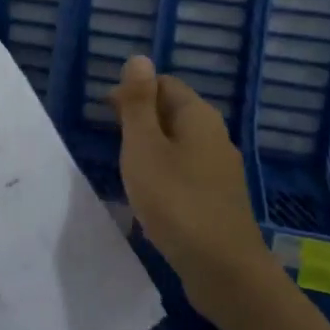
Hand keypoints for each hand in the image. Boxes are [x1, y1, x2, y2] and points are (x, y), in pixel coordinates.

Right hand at [109, 56, 272, 319]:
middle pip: (174, 113)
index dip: (134, 92)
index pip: (164, 84)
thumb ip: (140, 103)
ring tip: (126, 169)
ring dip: (152, 150)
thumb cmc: (176, 201)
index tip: (106, 113)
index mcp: (198, 116)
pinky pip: (187, 173)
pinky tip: (151, 198)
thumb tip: (139, 58)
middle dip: (142, 119)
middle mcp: (215, 136)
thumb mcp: (145, 147)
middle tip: (112, 140)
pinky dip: (165, 175)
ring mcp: (221, 170)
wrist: (224, 271)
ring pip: (180, 145)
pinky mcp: (220, 200)